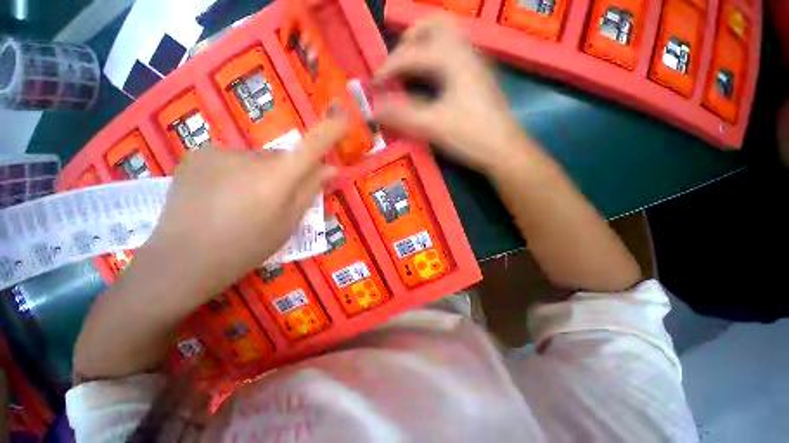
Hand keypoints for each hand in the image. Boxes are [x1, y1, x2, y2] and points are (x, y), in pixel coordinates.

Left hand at [135, 117, 346, 301]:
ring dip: (261, 175)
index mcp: (278, 177)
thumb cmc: (246, 246)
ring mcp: (221, 151)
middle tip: (278, 200)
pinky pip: (232, 160)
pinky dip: (236, 173)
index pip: (313, 145)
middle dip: (288, 174)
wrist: (183, 258)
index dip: (331, 129)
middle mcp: (252, 156)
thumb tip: (331, 168)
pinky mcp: (198, 153)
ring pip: (257, 160)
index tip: (345, 117)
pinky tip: (222, 196)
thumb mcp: (288, 223)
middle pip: (283, 158)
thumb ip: (310, 191)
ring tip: (244, 203)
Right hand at [373, 16, 529, 174]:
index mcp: (453, 57)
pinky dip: (434, 59)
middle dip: (408, 41)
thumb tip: (372, 111)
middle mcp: (465, 50)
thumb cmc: (470, 136)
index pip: (411, 54)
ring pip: (445, 37)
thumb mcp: (432, 126)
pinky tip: (429, 80)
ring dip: (422, 47)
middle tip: (395, 66)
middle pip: (433, 25)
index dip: (388, 68)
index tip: (373, 86)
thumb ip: (400, 116)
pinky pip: (452, 53)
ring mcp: (474, 62)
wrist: (504, 150)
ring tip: (408, 70)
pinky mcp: (478, 77)